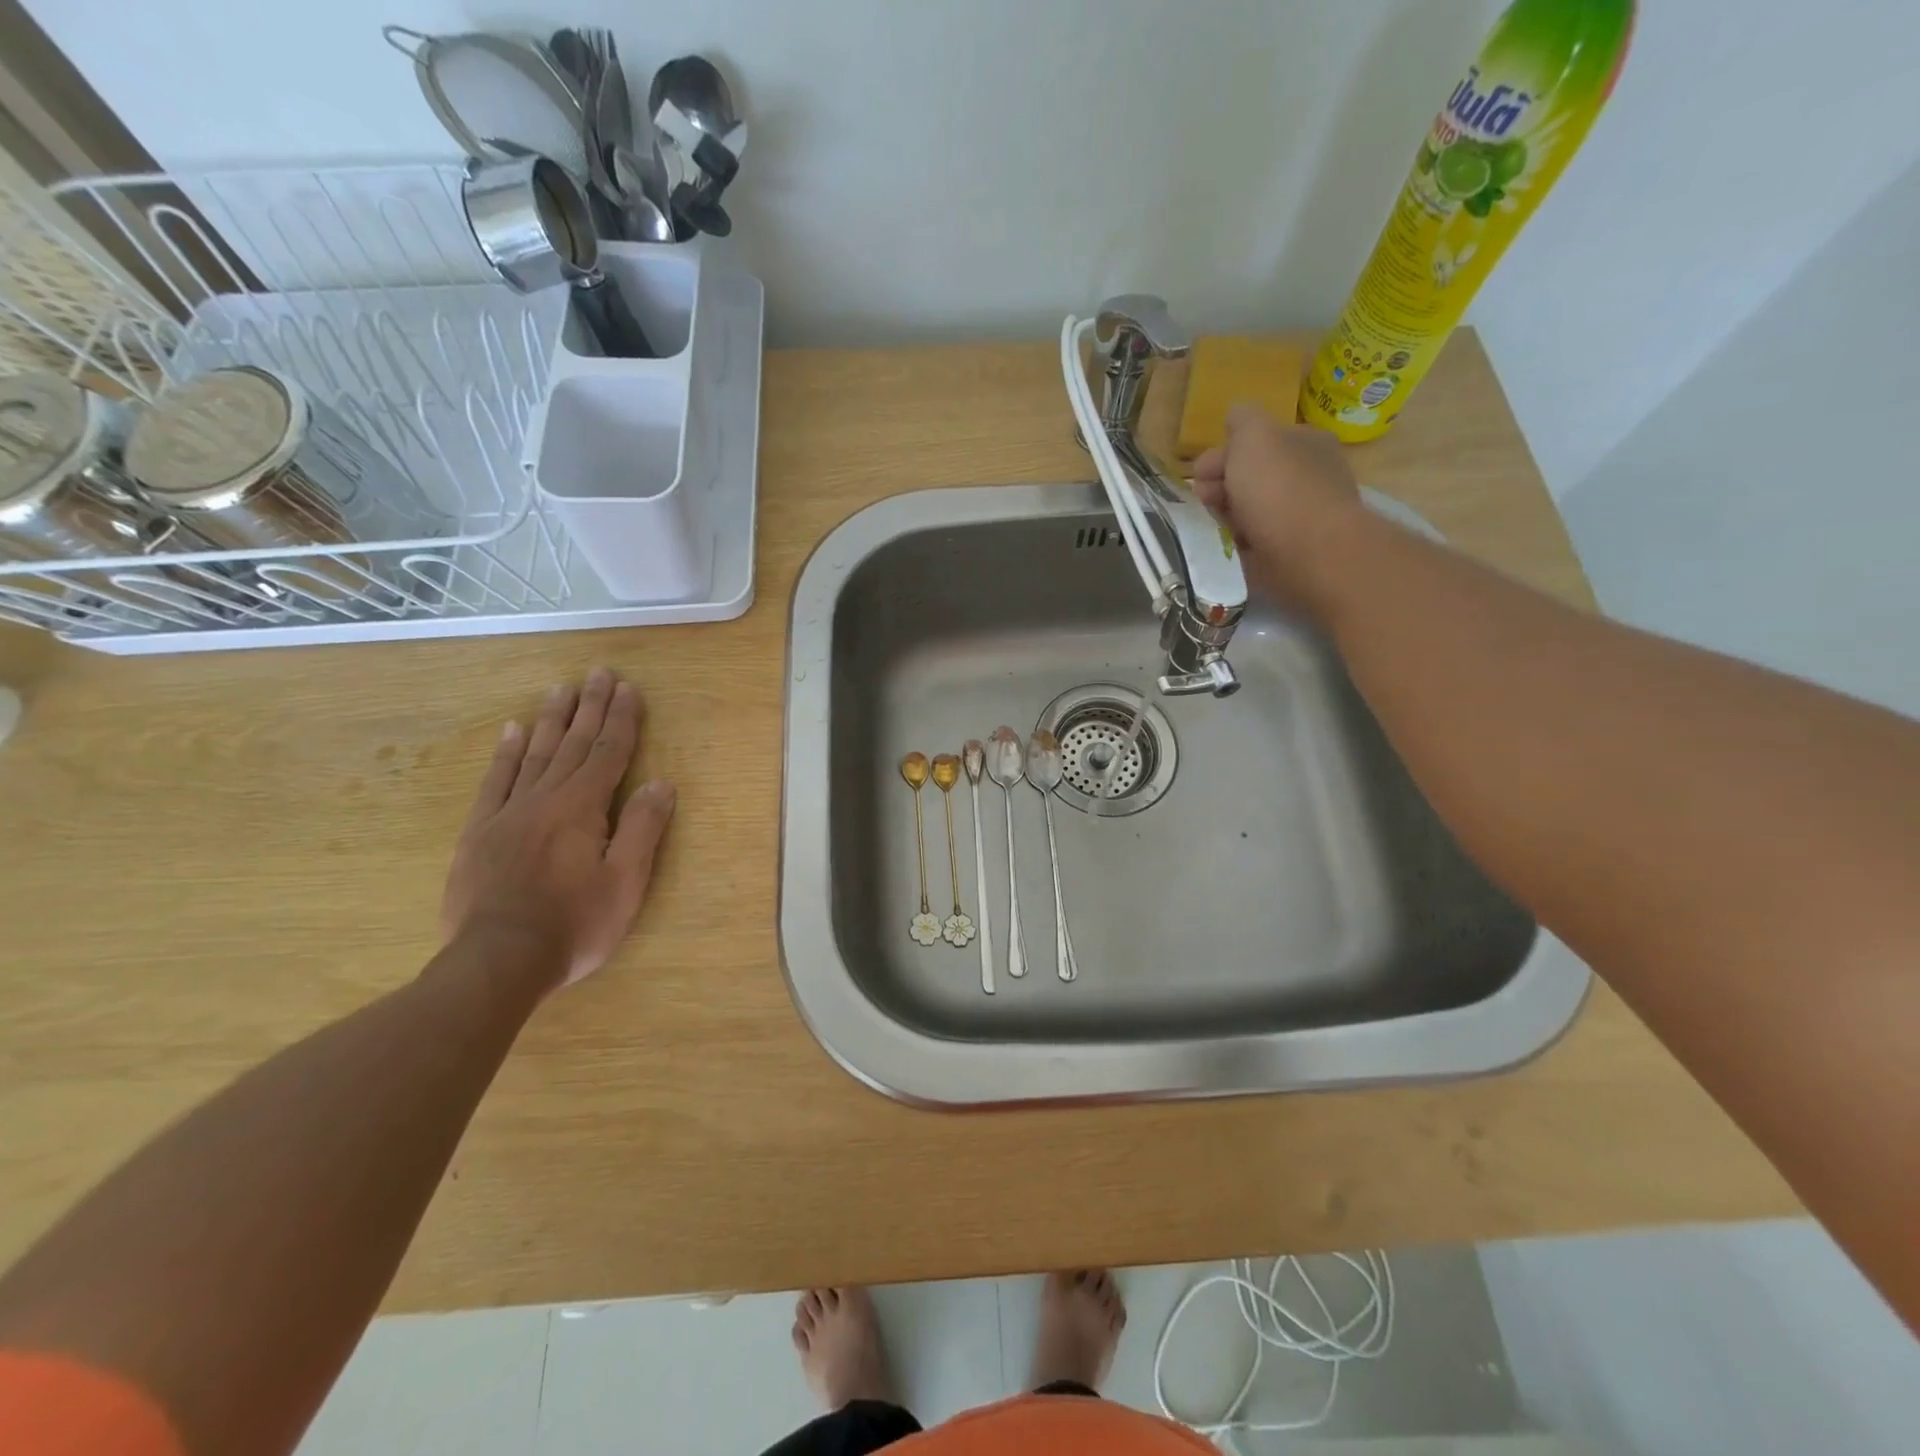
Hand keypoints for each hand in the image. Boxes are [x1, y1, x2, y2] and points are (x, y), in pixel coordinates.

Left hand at [440, 668, 676, 990]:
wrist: (496, 962)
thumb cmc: (574, 924)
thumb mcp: (626, 882)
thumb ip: (643, 829)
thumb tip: (661, 783)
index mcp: (583, 808)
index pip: (609, 753)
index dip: (622, 720)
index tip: (629, 688)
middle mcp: (545, 799)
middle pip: (572, 744)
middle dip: (590, 708)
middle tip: (598, 673)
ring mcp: (507, 813)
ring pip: (534, 754)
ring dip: (551, 719)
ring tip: (562, 689)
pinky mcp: (480, 833)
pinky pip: (495, 781)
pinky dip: (506, 753)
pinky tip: (513, 731)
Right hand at [1192, 404, 1361, 609]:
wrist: (1310, 552)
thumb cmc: (1278, 487)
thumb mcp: (1254, 434)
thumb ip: (1242, 419)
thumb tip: (1235, 417)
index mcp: (1305, 442)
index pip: (1257, 443)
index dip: (1223, 454)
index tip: (1200, 473)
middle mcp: (1307, 476)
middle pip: (1251, 478)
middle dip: (1220, 487)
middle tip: (1204, 500)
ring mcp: (1301, 517)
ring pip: (1249, 512)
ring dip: (1225, 517)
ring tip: (1211, 527)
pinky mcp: (1291, 553)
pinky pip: (1255, 543)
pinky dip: (1238, 544)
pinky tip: (1227, 547)